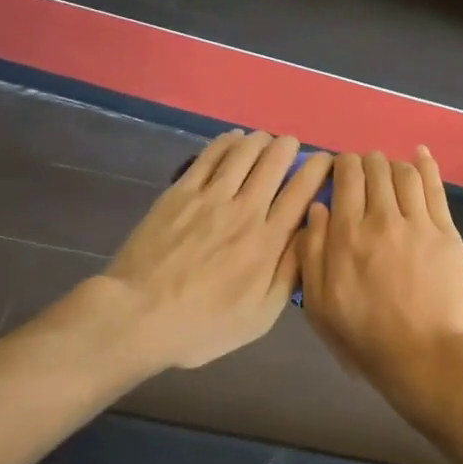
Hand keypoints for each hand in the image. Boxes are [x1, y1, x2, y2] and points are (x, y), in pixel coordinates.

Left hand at [96, 131, 330, 371]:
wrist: (137, 316)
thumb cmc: (203, 324)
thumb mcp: (260, 316)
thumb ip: (290, 274)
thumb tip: (309, 235)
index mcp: (268, 241)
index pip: (301, 192)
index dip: (317, 170)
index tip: (325, 161)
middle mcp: (245, 210)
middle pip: (274, 164)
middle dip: (289, 148)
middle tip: (293, 146)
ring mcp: (210, 198)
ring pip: (243, 154)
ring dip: (260, 141)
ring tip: (266, 140)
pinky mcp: (179, 193)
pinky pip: (209, 157)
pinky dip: (226, 143)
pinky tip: (234, 139)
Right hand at [298, 149, 462, 406]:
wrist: (422, 355)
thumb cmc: (363, 334)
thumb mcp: (319, 302)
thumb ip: (312, 251)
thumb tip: (318, 207)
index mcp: (347, 234)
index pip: (346, 178)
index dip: (342, 165)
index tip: (341, 170)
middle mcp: (383, 219)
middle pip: (375, 169)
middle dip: (366, 163)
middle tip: (364, 172)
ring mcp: (419, 223)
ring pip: (405, 173)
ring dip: (393, 164)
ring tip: (388, 170)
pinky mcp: (446, 232)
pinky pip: (435, 188)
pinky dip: (426, 165)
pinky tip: (420, 154)